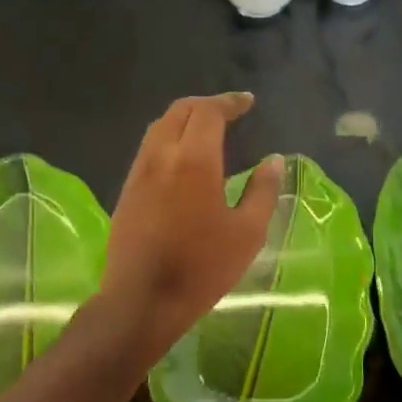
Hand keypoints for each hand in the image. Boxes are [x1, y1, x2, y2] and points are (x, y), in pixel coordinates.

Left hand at [100, 93, 283, 356]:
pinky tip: (182, 160)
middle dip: (205, 105)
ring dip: (183, 119)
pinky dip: (169, 139)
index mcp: (194, 160)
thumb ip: (263, 191)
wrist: (143, 299)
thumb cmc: (203, 267)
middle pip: (179, 111)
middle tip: (228, 111)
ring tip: (206, 130)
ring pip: (159, 128)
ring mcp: (138, 173)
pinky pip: (148, 150)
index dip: (229, 102)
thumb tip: (273, 160)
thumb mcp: (247, 233)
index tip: (247, 103)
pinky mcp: (127, 191)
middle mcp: (161, 156)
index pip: (209, 112)